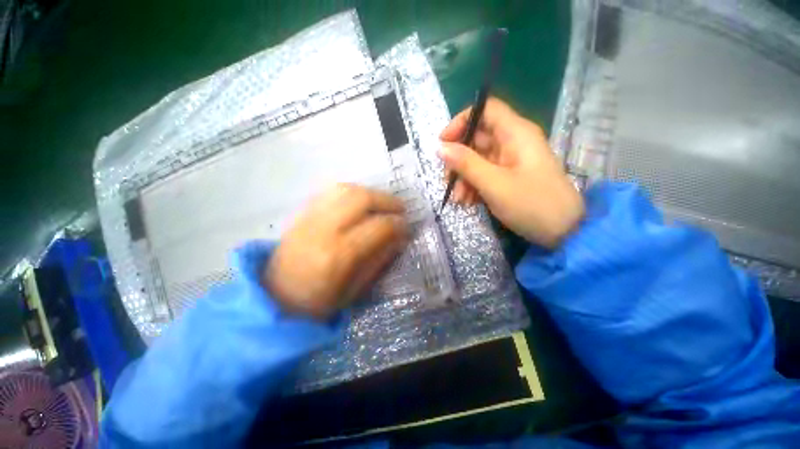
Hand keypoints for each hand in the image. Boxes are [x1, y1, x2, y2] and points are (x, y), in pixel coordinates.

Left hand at [264, 184, 407, 319]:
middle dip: (387, 200)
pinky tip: (360, 203)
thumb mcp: (355, 290)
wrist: (274, 297)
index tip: (406, 226)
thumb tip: (399, 238)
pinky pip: (331, 192)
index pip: (377, 226)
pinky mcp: (302, 213)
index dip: (397, 223)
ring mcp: (309, 217)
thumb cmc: (317, 303)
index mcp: (338, 255)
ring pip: (345, 189)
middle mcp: (323, 229)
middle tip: (400, 209)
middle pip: (361, 198)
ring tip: (382, 204)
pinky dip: (352, 192)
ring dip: (370, 192)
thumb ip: (379, 260)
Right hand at [439, 97, 583, 247]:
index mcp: (516, 133)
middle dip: (458, 159)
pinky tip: (468, 202)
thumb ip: (466, 164)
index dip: (461, 122)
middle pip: (477, 138)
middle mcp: (513, 141)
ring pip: (478, 159)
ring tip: (459, 199)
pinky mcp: (509, 176)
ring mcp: (511, 160)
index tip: (443, 143)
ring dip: (464, 177)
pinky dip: (473, 185)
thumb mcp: (494, 184)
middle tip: (447, 180)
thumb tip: (440, 148)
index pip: (485, 110)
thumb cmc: (531, 204)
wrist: (563, 232)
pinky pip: (485, 173)